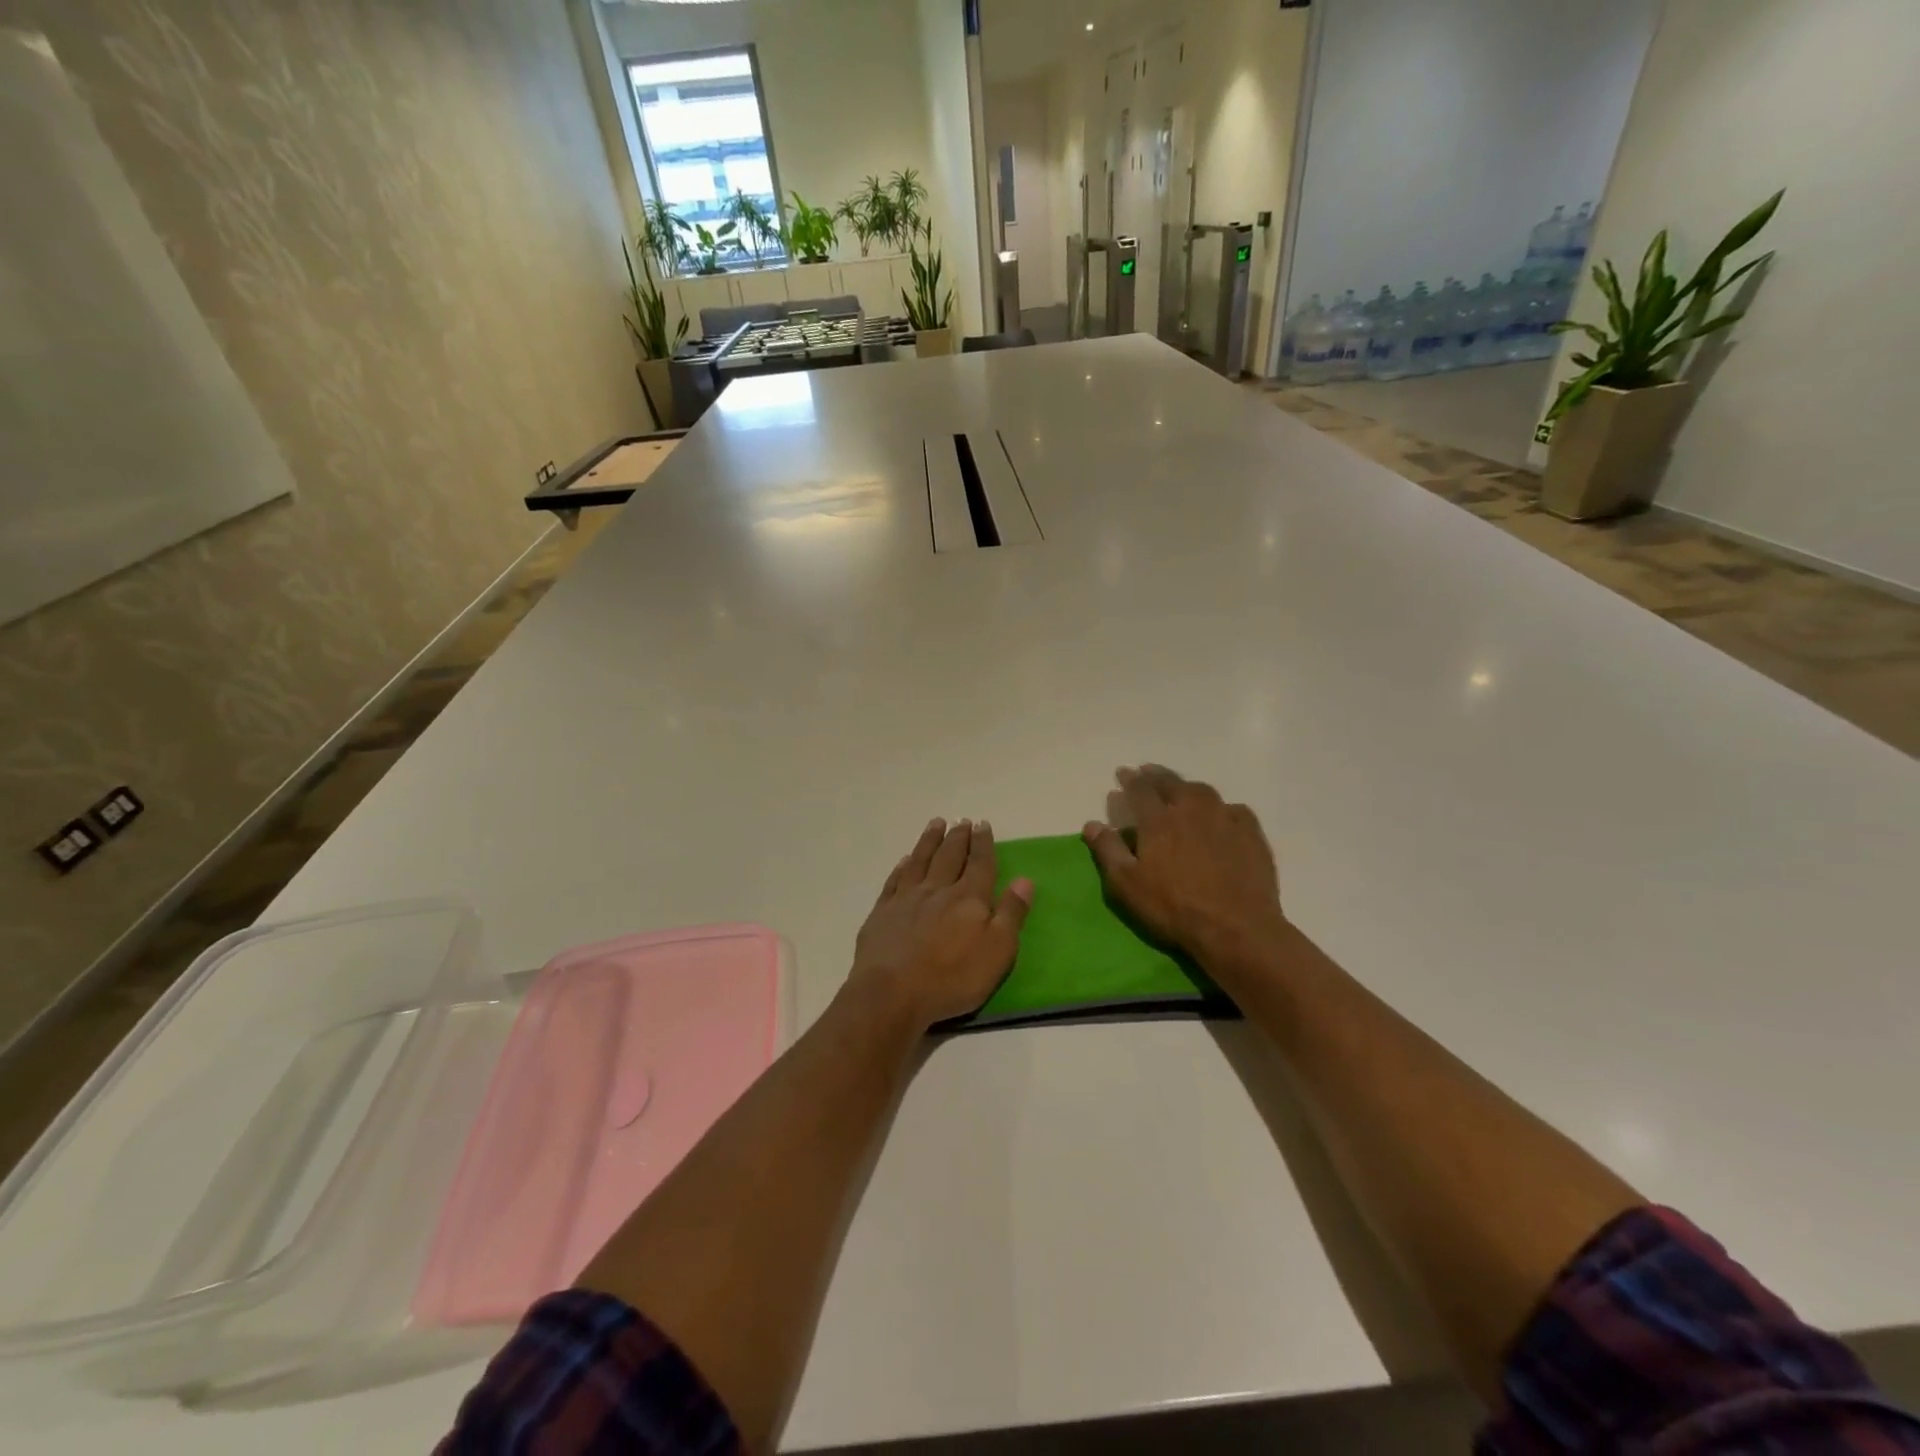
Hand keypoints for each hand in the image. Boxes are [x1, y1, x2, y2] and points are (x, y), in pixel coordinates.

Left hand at [849, 818, 1033, 1030]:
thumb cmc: (952, 977)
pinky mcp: (882, 912)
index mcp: (969, 899)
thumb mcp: (997, 951)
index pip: (980, 864)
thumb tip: (1024, 880)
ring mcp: (906, 899)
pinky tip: (905, 860)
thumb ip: (1011, 914)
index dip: (983, 844)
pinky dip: (902, 867)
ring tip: (936, 824)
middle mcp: (938, 890)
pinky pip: (895, 880)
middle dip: (958, 837)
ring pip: (921, 861)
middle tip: (962, 821)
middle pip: (950, 856)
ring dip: (930, 841)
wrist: (892, 993)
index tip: (983, 824)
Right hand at [1082, 765, 1286, 969]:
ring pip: (1203, 791)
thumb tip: (1091, 823)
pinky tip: (1221, 815)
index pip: (1140, 789)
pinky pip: (1234, 810)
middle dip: (1156, 775)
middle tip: (1148, 771)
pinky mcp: (1251, 834)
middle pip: (1172, 783)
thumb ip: (1108, 850)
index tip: (1123, 772)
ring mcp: (1225, 819)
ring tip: (1181, 790)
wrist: (1236, 928)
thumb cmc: (1173, 907)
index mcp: (1159, 820)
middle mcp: (1192, 810)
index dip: (1130, 779)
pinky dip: (1221, 807)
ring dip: (1187, 787)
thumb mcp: (1127, 884)